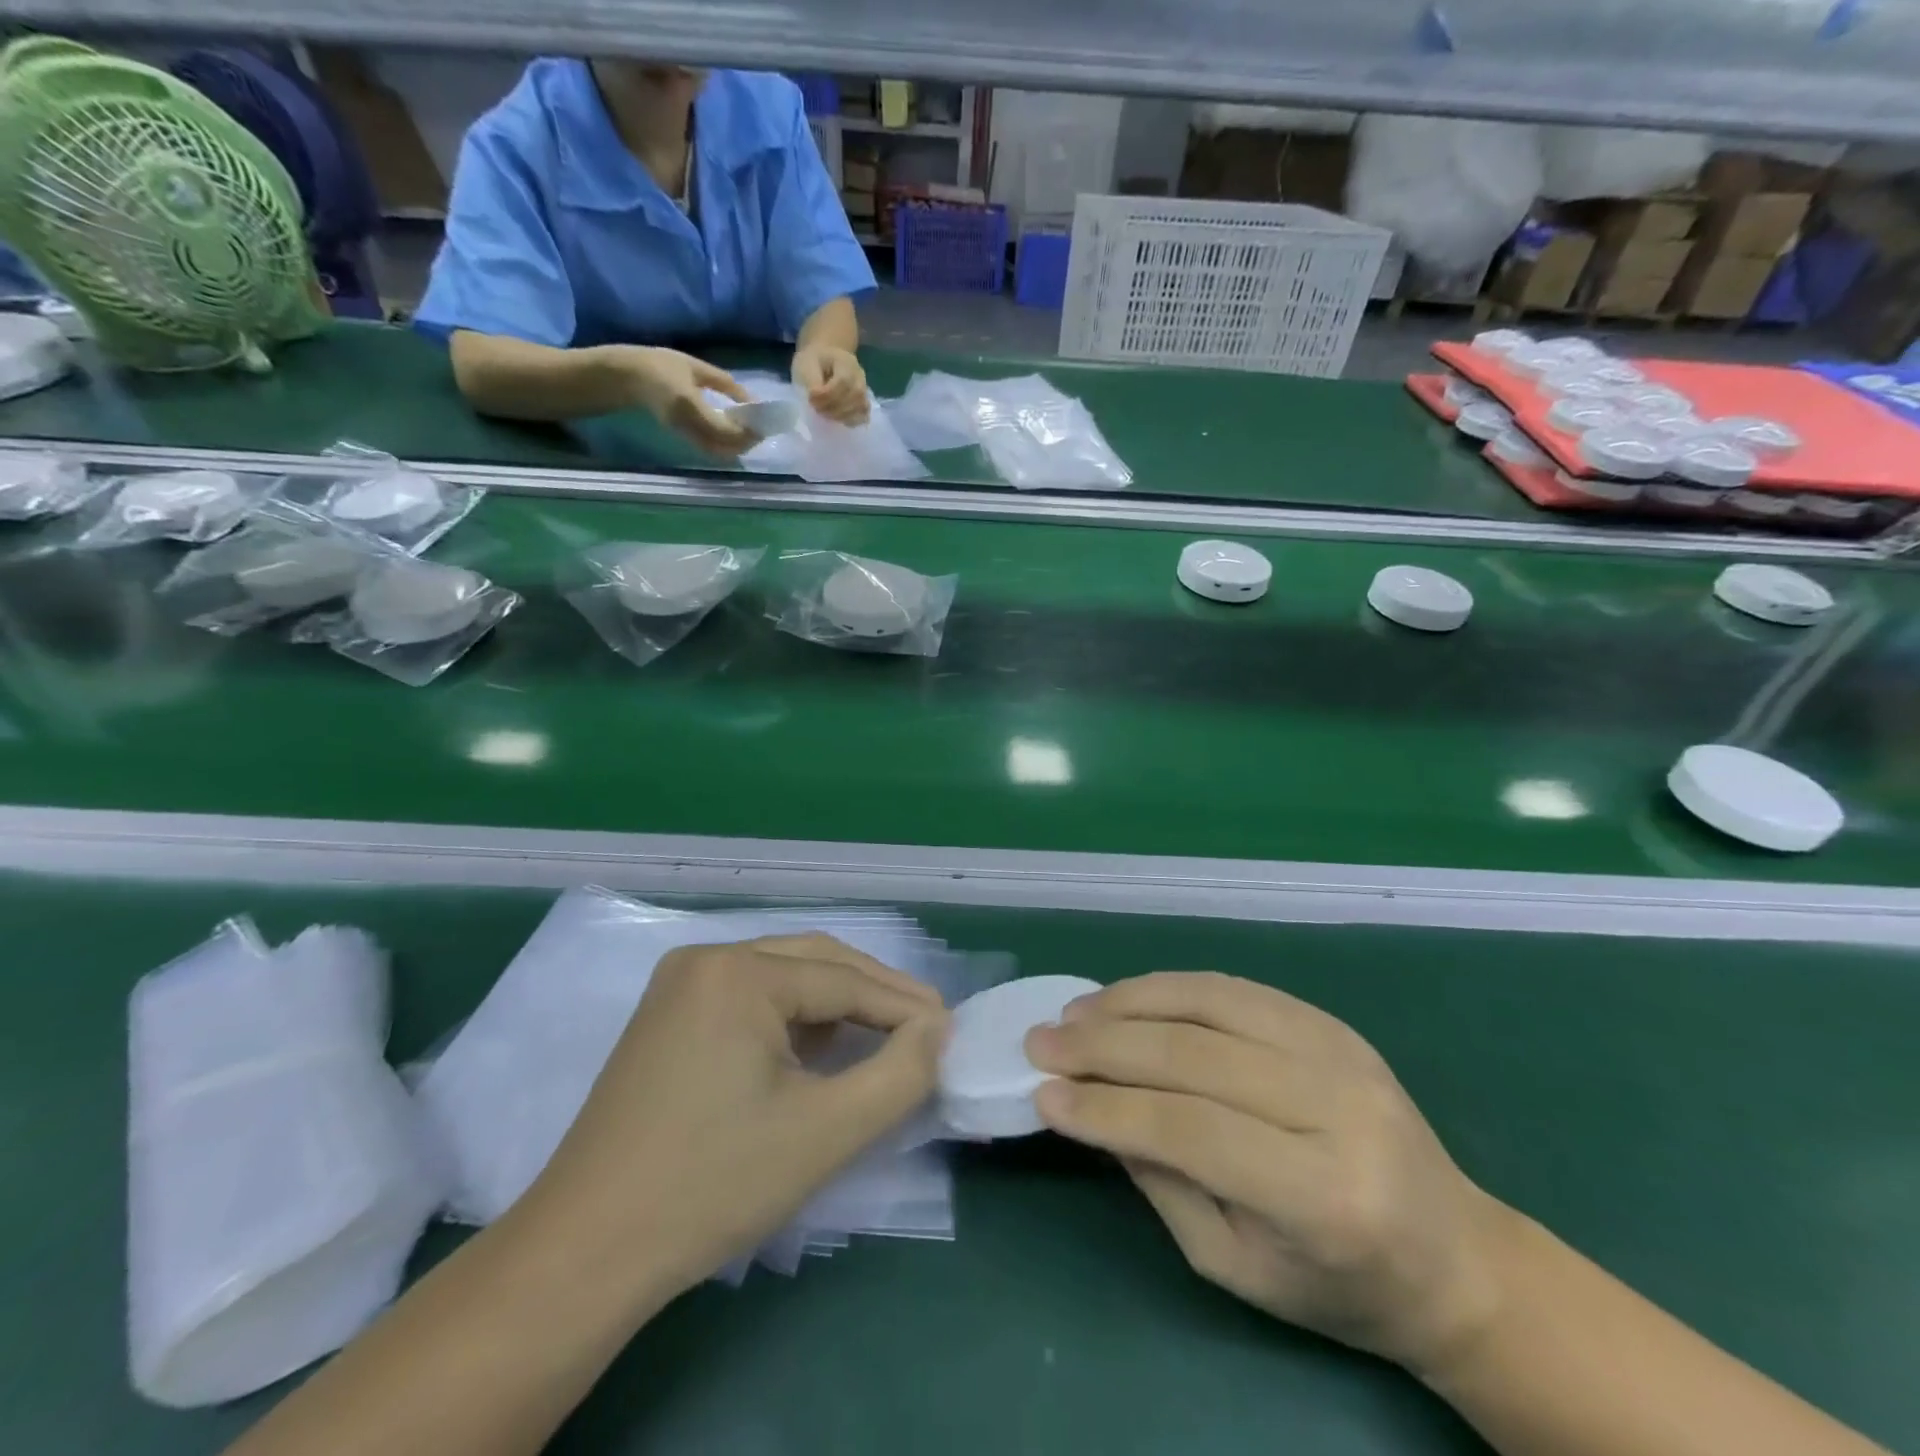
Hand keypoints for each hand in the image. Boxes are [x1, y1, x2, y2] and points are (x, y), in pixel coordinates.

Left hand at [523, 934, 947, 1303]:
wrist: (585, 1253)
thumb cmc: (712, 1184)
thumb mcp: (825, 1133)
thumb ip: (899, 1075)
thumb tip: (937, 1030)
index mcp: (737, 972)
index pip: (844, 980)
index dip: (904, 1006)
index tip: (951, 1031)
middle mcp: (707, 959)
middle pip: (815, 963)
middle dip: (876, 995)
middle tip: (928, 1027)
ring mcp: (681, 986)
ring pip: (785, 979)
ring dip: (839, 1004)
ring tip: (887, 1037)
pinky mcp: (669, 1017)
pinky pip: (753, 999)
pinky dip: (797, 1020)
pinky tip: (822, 1049)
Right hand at [619, 346, 757, 457]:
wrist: (628, 377)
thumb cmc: (660, 365)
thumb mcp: (695, 367)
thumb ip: (725, 383)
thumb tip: (751, 400)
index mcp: (689, 404)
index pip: (725, 428)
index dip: (746, 431)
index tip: (762, 425)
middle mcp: (687, 425)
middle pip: (723, 446)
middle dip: (745, 443)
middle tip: (760, 431)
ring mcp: (683, 434)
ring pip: (717, 452)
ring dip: (736, 448)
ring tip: (749, 434)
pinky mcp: (682, 438)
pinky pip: (709, 450)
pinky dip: (725, 447)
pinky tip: (733, 435)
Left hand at [792, 343, 870, 425]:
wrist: (825, 358)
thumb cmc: (814, 361)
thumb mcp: (807, 363)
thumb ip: (812, 381)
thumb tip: (816, 398)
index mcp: (846, 362)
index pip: (843, 382)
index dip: (827, 396)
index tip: (811, 399)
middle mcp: (860, 377)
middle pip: (854, 397)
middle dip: (832, 407)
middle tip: (816, 407)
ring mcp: (864, 390)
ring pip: (860, 408)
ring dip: (840, 415)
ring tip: (824, 412)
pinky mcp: (863, 402)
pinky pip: (863, 416)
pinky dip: (850, 420)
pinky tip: (837, 418)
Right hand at [1027, 973, 1511, 1375]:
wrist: (1453, 1257)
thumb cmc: (1338, 1287)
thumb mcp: (1236, 1266)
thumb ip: (1162, 1182)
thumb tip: (1093, 1109)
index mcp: (1323, 1194)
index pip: (1190, 1129)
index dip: (1107, 1108)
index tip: (1043, 1094)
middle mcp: (1335, 1106)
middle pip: (1195, 1054)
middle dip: (1104, 1045)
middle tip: (1041, 1041)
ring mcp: (1339, 1051)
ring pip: (1211, 1003)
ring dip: (1130, 1001)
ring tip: (1075, 1011)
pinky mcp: (1332, 1023)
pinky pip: (1234, 988)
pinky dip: (1170, 988)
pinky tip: (1128, 997)